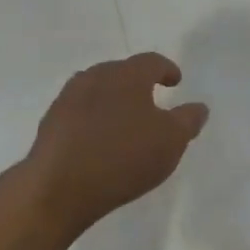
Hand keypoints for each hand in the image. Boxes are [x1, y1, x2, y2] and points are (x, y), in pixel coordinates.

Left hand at [25, 53, 208, 234]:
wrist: (58, 188)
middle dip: (138, 83)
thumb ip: (188, 120)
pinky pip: (79, 111)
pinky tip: (98, 139)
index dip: (166, 69)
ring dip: (112, 99)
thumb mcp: (171, 141)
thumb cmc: (123, 157)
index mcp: (127, 75)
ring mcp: (68, 98)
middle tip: (151, 100)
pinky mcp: (50, 122)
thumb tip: (199, 107)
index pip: (151, 61)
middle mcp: (95, 77)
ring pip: (97, 89)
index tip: (175, 82)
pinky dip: (93, 118)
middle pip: (121, 71)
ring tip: (124, 120)